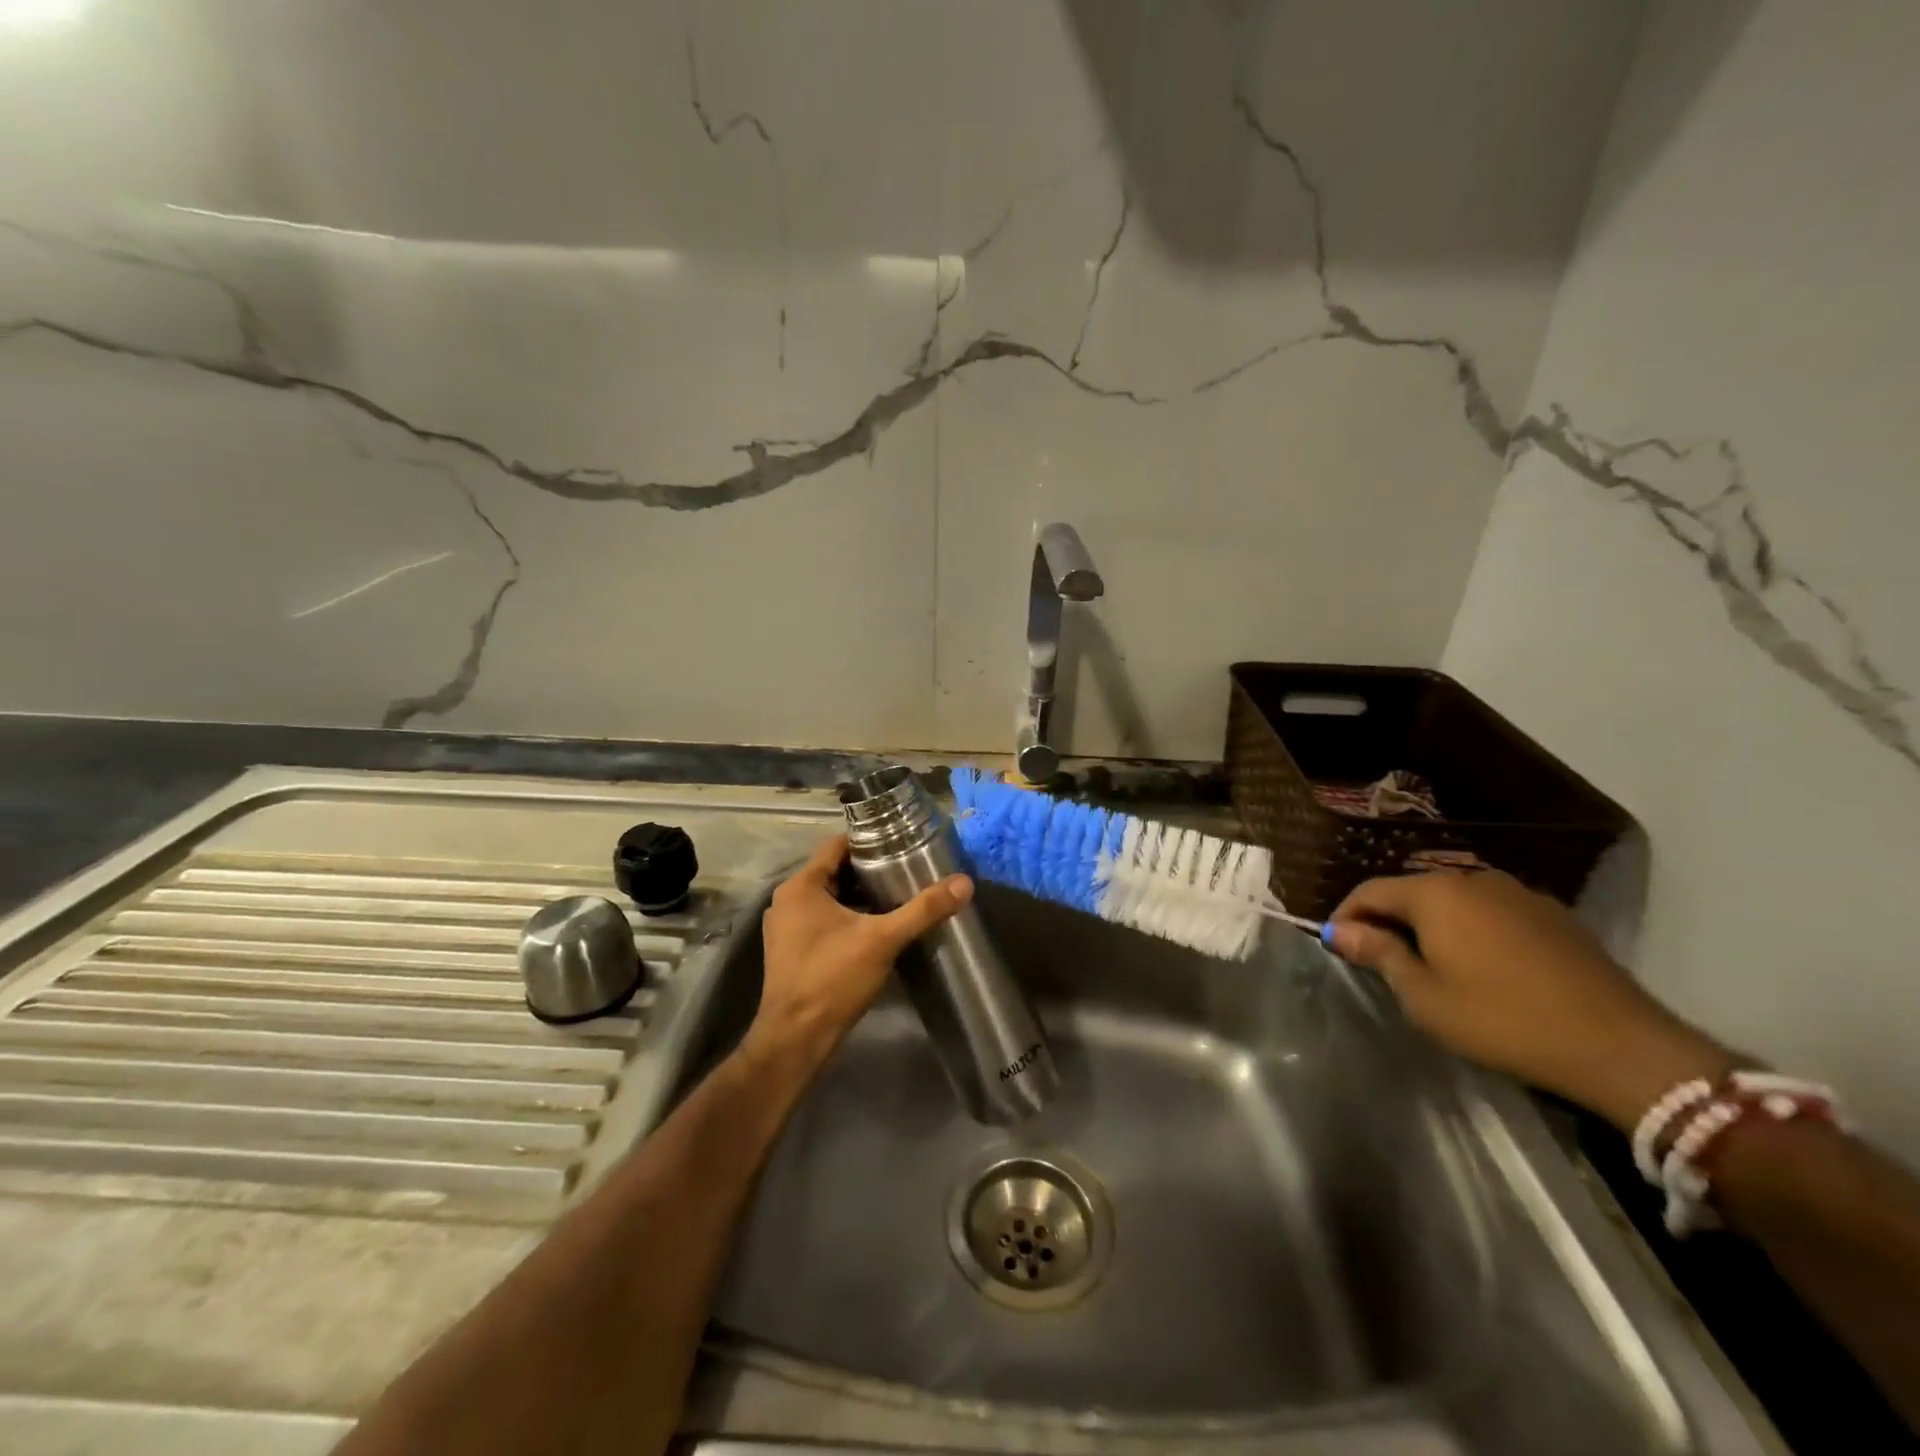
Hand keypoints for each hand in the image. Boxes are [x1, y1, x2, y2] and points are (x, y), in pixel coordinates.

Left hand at [745, 834, 972, 1064]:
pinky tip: (876, 927)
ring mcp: (785, 927)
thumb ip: (923, 910)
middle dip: (869, 870)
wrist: (796, 1039)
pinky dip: (846, 917)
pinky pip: (822, 919)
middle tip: (907, 869)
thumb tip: (964, 883)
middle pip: (833, 871)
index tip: (901, 842)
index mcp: (801, 886)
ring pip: (828, 897)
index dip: (869, 840)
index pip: (837, 845)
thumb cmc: (833, 979)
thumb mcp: (883, 940)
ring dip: (859, 896)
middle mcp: (787, 900)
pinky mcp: (790, 950)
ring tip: (898, 894)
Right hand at [1326, 870, 1733, 1129]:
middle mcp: (1473, 878)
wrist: (1619, 1045)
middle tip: (1378, 958)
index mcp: (1435, 893)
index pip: (1370, 891)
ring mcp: (1518, 893)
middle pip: (1412, 892)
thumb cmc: (1502, 1019)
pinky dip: (1472, 930)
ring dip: (1432, 925)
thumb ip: (1378, 955)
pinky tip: (1481, 966)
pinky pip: (1492, 913)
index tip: (1335, 945)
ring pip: (1454, 901)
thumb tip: (1340, 931)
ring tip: (1429, 963)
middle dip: (1388, 920)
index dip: (1346, 916)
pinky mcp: (1553, 915)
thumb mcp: (1425, 996)